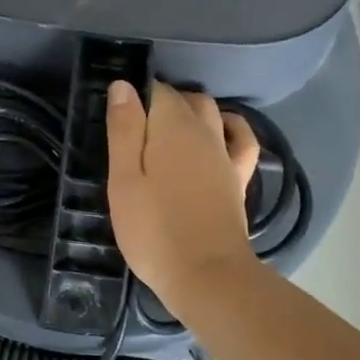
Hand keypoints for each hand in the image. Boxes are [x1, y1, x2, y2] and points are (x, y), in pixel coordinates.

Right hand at [106, 79, 261, 299]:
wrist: (206, 276)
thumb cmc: (153, 230)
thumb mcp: (124, 179)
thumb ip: (124, 129)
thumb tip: (123, 84)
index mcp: (172, 127)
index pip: (155, 90)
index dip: (136, 95)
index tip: (117, 115)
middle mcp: (204, 131)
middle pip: (184, 98)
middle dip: (160, 100)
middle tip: (134, 126)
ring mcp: (225, 154)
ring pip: (211, 112)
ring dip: (191, 109)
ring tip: (167, 127)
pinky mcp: (239, 178)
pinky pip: (241, 139)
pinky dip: (230, 127)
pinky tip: (220, 132)